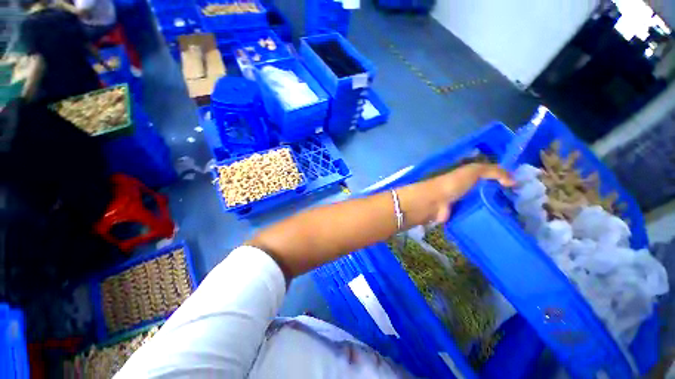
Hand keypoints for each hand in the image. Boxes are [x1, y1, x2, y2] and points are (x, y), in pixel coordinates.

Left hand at [416, 163, 514, 222]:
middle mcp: (466, 190)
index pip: (490, 179)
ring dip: (495, 211)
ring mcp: (462, 204)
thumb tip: (514, 181)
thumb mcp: (473, 171)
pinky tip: (501, 225)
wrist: (434, 202)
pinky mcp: (460, 216)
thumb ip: (494, 171)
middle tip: (523, 208)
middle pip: (487, 194)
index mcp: (468, 178)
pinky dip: (485, 220)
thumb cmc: (453, 184)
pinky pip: (476, 217)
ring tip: (517, 219)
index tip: (522, 191)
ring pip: (483, 206)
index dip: (504, 183)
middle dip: (502, 199)